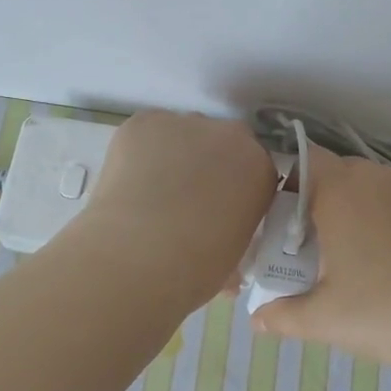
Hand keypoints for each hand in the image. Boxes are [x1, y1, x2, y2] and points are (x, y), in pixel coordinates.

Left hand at [77, 110, 277, 303]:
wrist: (138, 255)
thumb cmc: (195, 268)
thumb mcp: (233, 257)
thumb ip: (235, 233)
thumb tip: (218, 239)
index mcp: (260, 170)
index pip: (254, 169)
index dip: (234, 188)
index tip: (218, 208)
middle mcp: (230, 136)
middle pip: (222, 143)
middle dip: (208, 164)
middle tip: (185, 200)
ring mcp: (186, 123)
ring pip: (183, 135)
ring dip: (174, 155)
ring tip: (151, 192)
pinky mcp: (144, 122)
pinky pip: (148, 132)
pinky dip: (141, 151)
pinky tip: (130, 181)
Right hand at [251, 147, 390, 375]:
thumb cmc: (387, 311)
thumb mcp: (324, 319)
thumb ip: (281, 316)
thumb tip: (256, 320)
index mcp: (339, 190)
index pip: (299, 159)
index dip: (280, 183)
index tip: (273, 222)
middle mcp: (373, 177)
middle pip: (329, 173)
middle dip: (310, 202)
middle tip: (300, 246)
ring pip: (362, 185)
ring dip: (345, 209)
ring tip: (340, 254)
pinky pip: (389, 198)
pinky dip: (375, 217)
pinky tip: (378, 258)